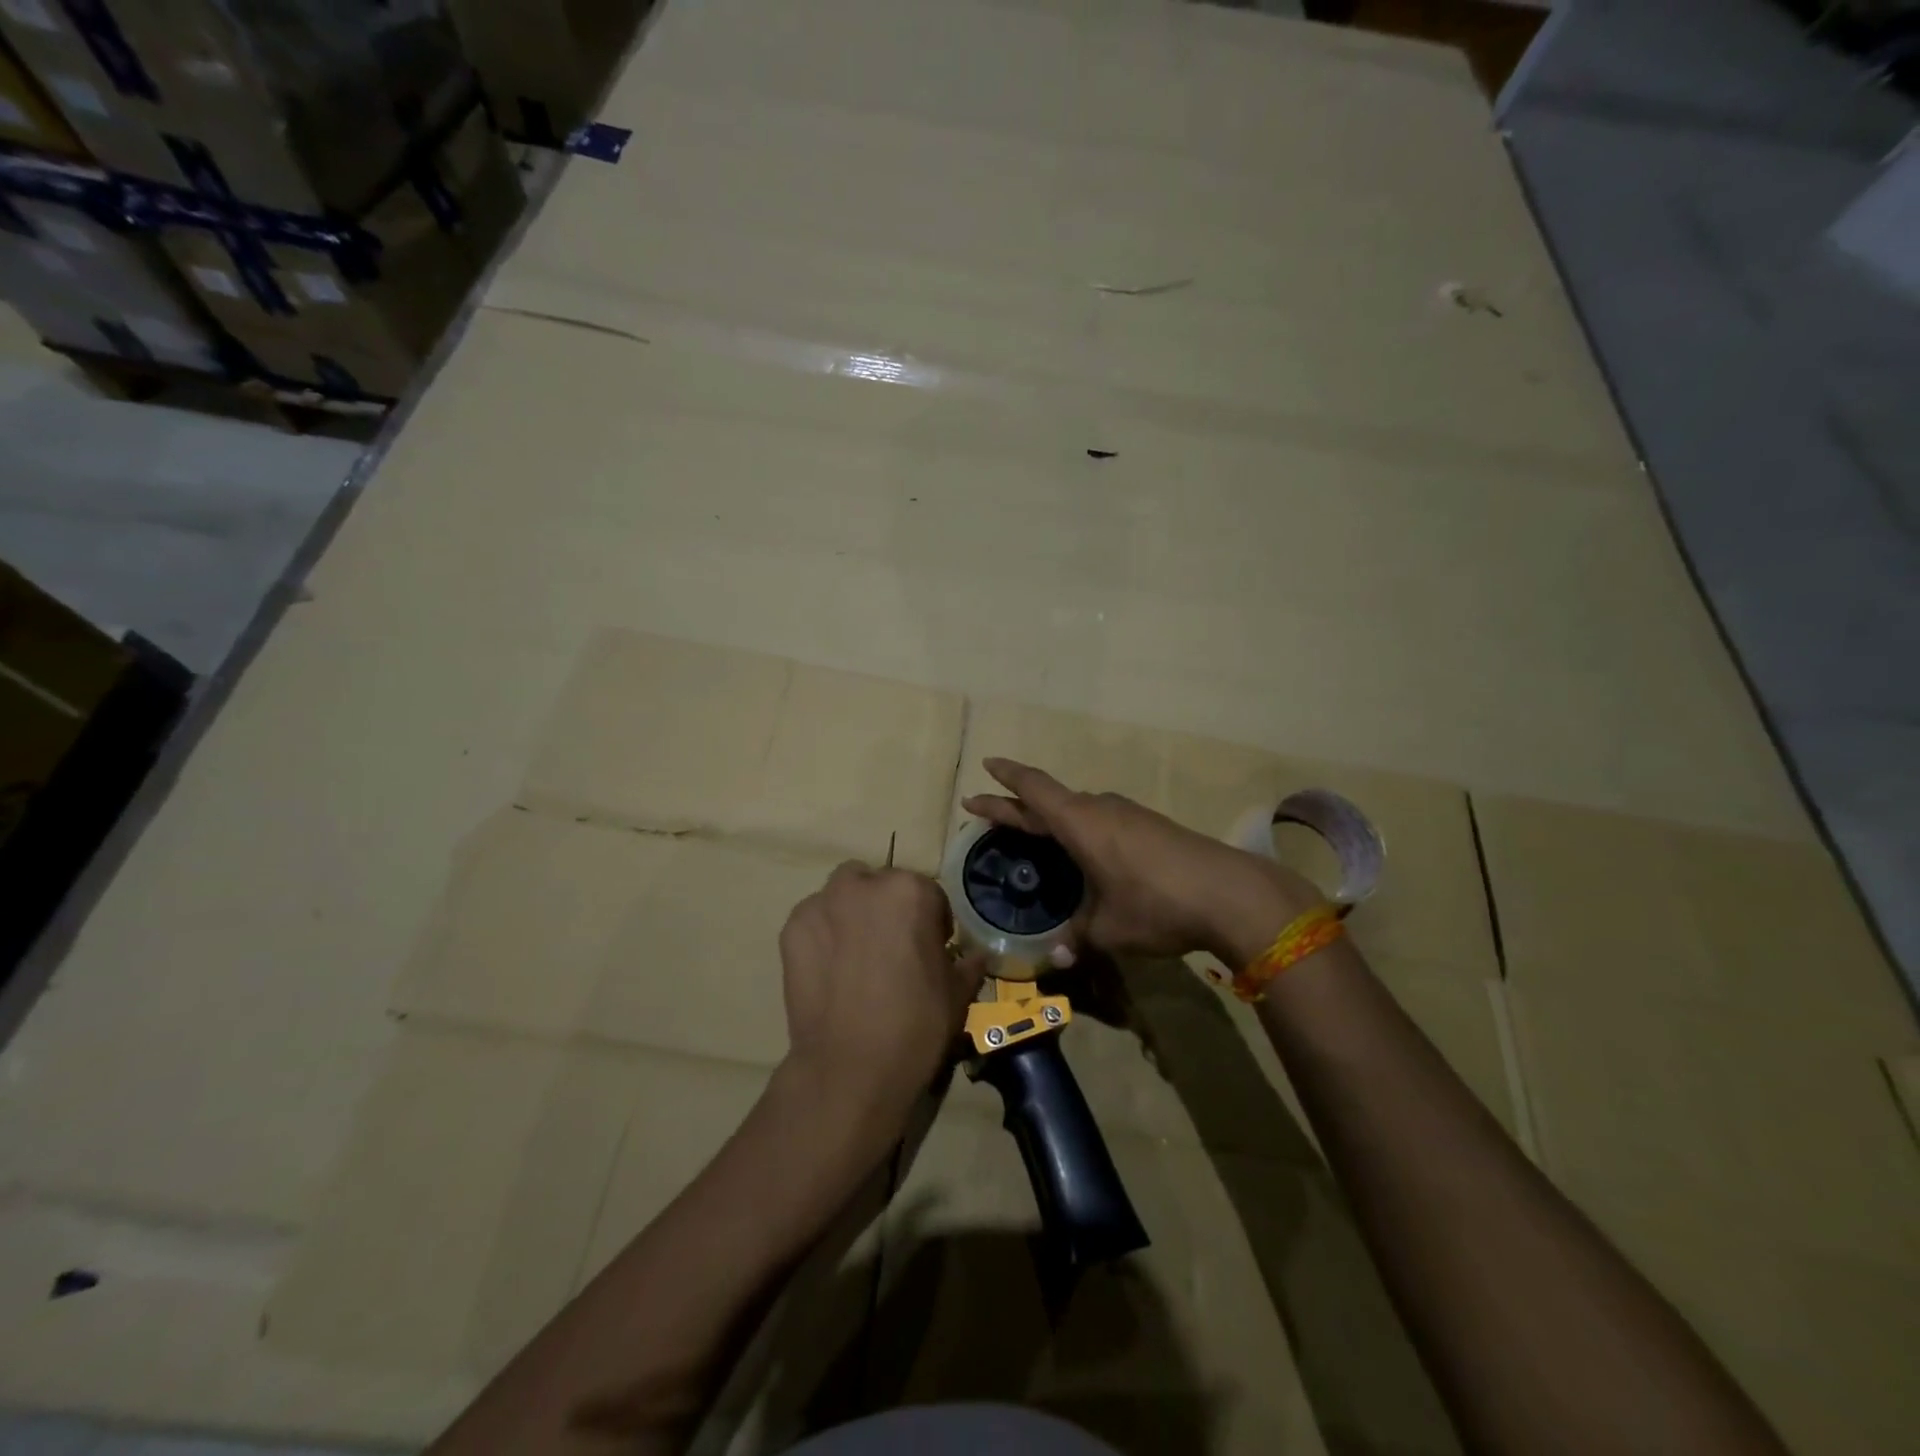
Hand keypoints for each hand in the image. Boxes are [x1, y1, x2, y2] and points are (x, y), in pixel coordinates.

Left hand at [779, 862, 984, 1126]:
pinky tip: (831, 970)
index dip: (932, 922)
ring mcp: (822, 904)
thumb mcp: (957, 993)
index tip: (930, 949)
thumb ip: (967, 963)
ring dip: (852, 913)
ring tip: (857, 957)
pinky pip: (814, 920)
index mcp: (911, 891)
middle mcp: (864, 885)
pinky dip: (823, 934)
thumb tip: (976, 956)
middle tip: (892, 949)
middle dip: (888, 908)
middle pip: (880, 885)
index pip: (927, 892)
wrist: (850, 1069)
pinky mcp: (792, 929)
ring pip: (842, 895)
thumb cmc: (916, 1026)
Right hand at [962, 758, 1322, 966]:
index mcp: (1079, 823)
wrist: (1231, 893)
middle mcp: (1100, 809)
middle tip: (986, 809)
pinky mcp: (1150, 826)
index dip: (1006, 778)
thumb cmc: (1156, 904)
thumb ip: (1077, 939)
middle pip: (1048, 799)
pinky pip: (1100, 821)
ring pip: (1077, 810)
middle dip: (1015, 804)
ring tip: (1033, 835)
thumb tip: (1057, 958)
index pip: (1032, 789)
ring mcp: (1128, 815)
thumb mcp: (1108, 930)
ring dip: (1050, 818)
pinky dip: (1079, 829)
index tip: (985, 766)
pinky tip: (1084, 852)